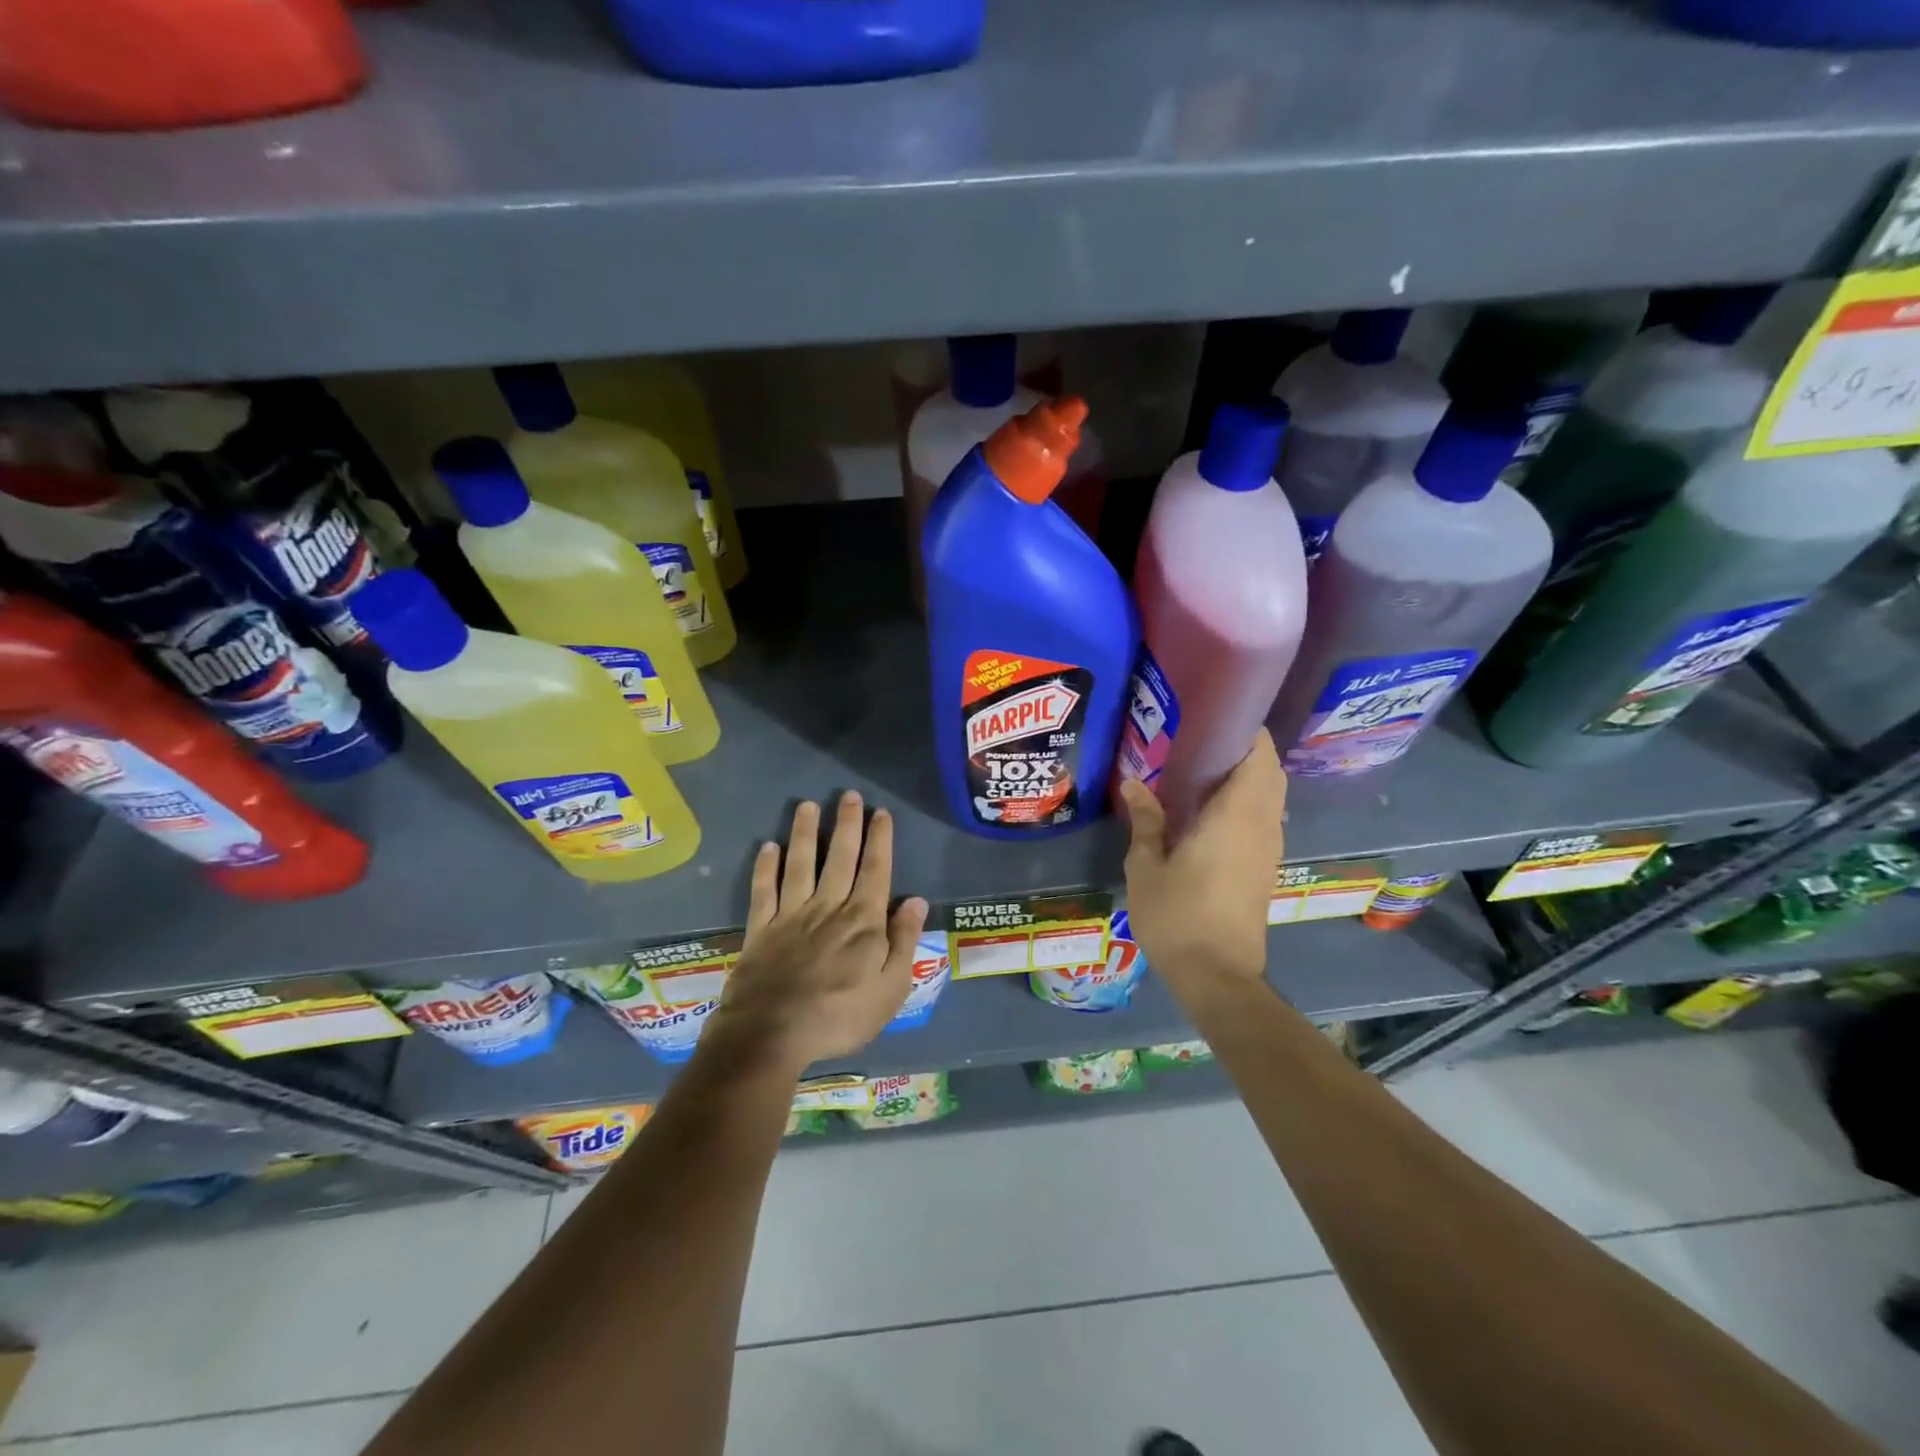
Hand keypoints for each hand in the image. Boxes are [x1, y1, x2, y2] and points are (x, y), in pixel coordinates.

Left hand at [707, 792, 928, 1075]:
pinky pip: (763, 890)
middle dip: (846, 824)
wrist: (771, 1035)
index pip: (876, 870)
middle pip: (840, 858)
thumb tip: (916, 901)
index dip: (879, 839)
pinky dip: (765, 867)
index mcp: (863, 920)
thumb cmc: (840, 1016)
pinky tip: (768, 847)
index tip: (880, 812)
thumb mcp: (890, 989)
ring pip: (800, 864)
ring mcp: (790, 915)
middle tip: (848, 795)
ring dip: (805, 833)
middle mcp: (828, 907)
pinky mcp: (760, 929)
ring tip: (808, 806)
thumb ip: (904, 942)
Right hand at [1118, 730, 1286, 989]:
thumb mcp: (1146, 867)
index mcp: (1235, 816)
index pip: (1258, 756)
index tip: (1216, 715)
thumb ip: (1146, 821)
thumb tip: (1134, 784)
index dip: (1246, 730)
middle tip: (1201, 742)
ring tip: (1201, 772)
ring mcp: (1268, 848)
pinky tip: (1209, 812)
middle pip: (1269, 772)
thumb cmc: (1178, 917)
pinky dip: (1246, 802)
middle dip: (1244, 750)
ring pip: (1269, 796)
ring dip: (1246, 777)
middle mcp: (1262, 825)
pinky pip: (1263, 818)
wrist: (1218, 976)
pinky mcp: (1265, 868)